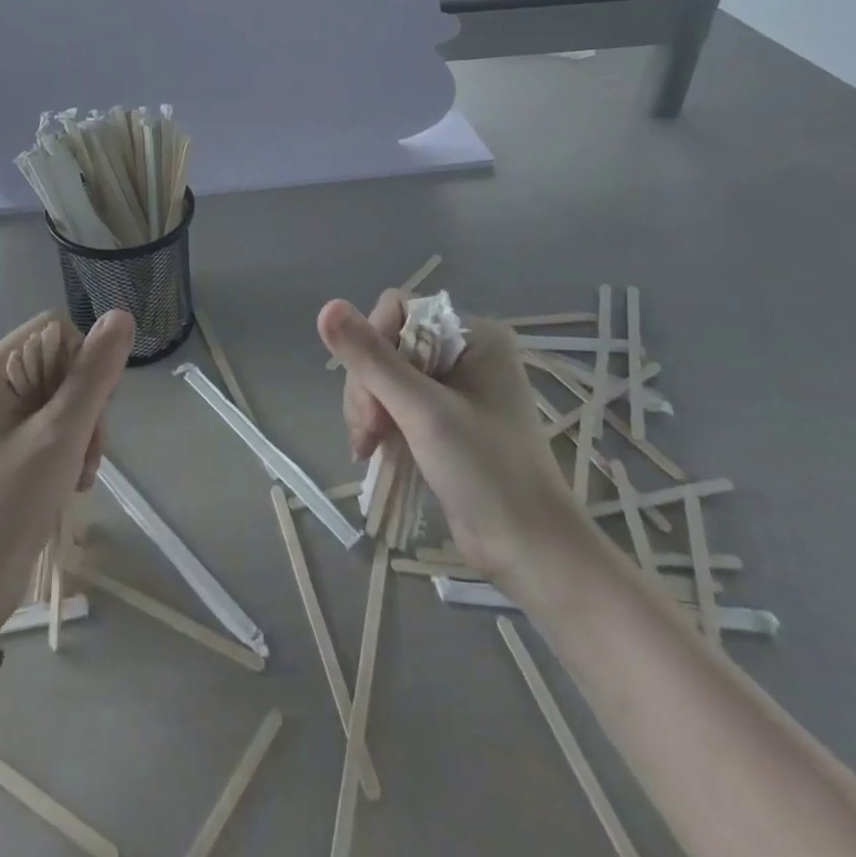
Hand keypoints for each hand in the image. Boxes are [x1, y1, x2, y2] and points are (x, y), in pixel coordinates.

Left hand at [0, 310, 134, 633]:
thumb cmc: (7, 507)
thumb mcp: (59, 437)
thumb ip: (92, 375)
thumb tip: (121, 316)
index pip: (53, 331)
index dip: (83, 361)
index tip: (93, 409)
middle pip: (58, 363)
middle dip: (85, 403)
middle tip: (89, 450)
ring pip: (59, 395)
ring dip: (82, 429)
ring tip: (82, 472)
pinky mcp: (1, 444)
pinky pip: (48, 422)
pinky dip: (68, 446)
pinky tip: (73, 479)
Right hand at [319, 291, 579, 588]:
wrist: (530, 550)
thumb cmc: (486, 472)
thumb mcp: (423, 411)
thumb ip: (372, 359)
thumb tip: (325, 306)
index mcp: (474, 335)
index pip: (398, 311)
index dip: (372, 346)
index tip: (374, 400)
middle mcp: (464, 352)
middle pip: (386, 344)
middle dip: (368, 387)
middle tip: (370, 433)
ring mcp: (454, 386)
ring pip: (383, 374)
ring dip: (368, 408)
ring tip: (368, 447)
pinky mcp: (444, 418)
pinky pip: (394, 401)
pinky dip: (378, 423)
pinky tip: (372, 450)